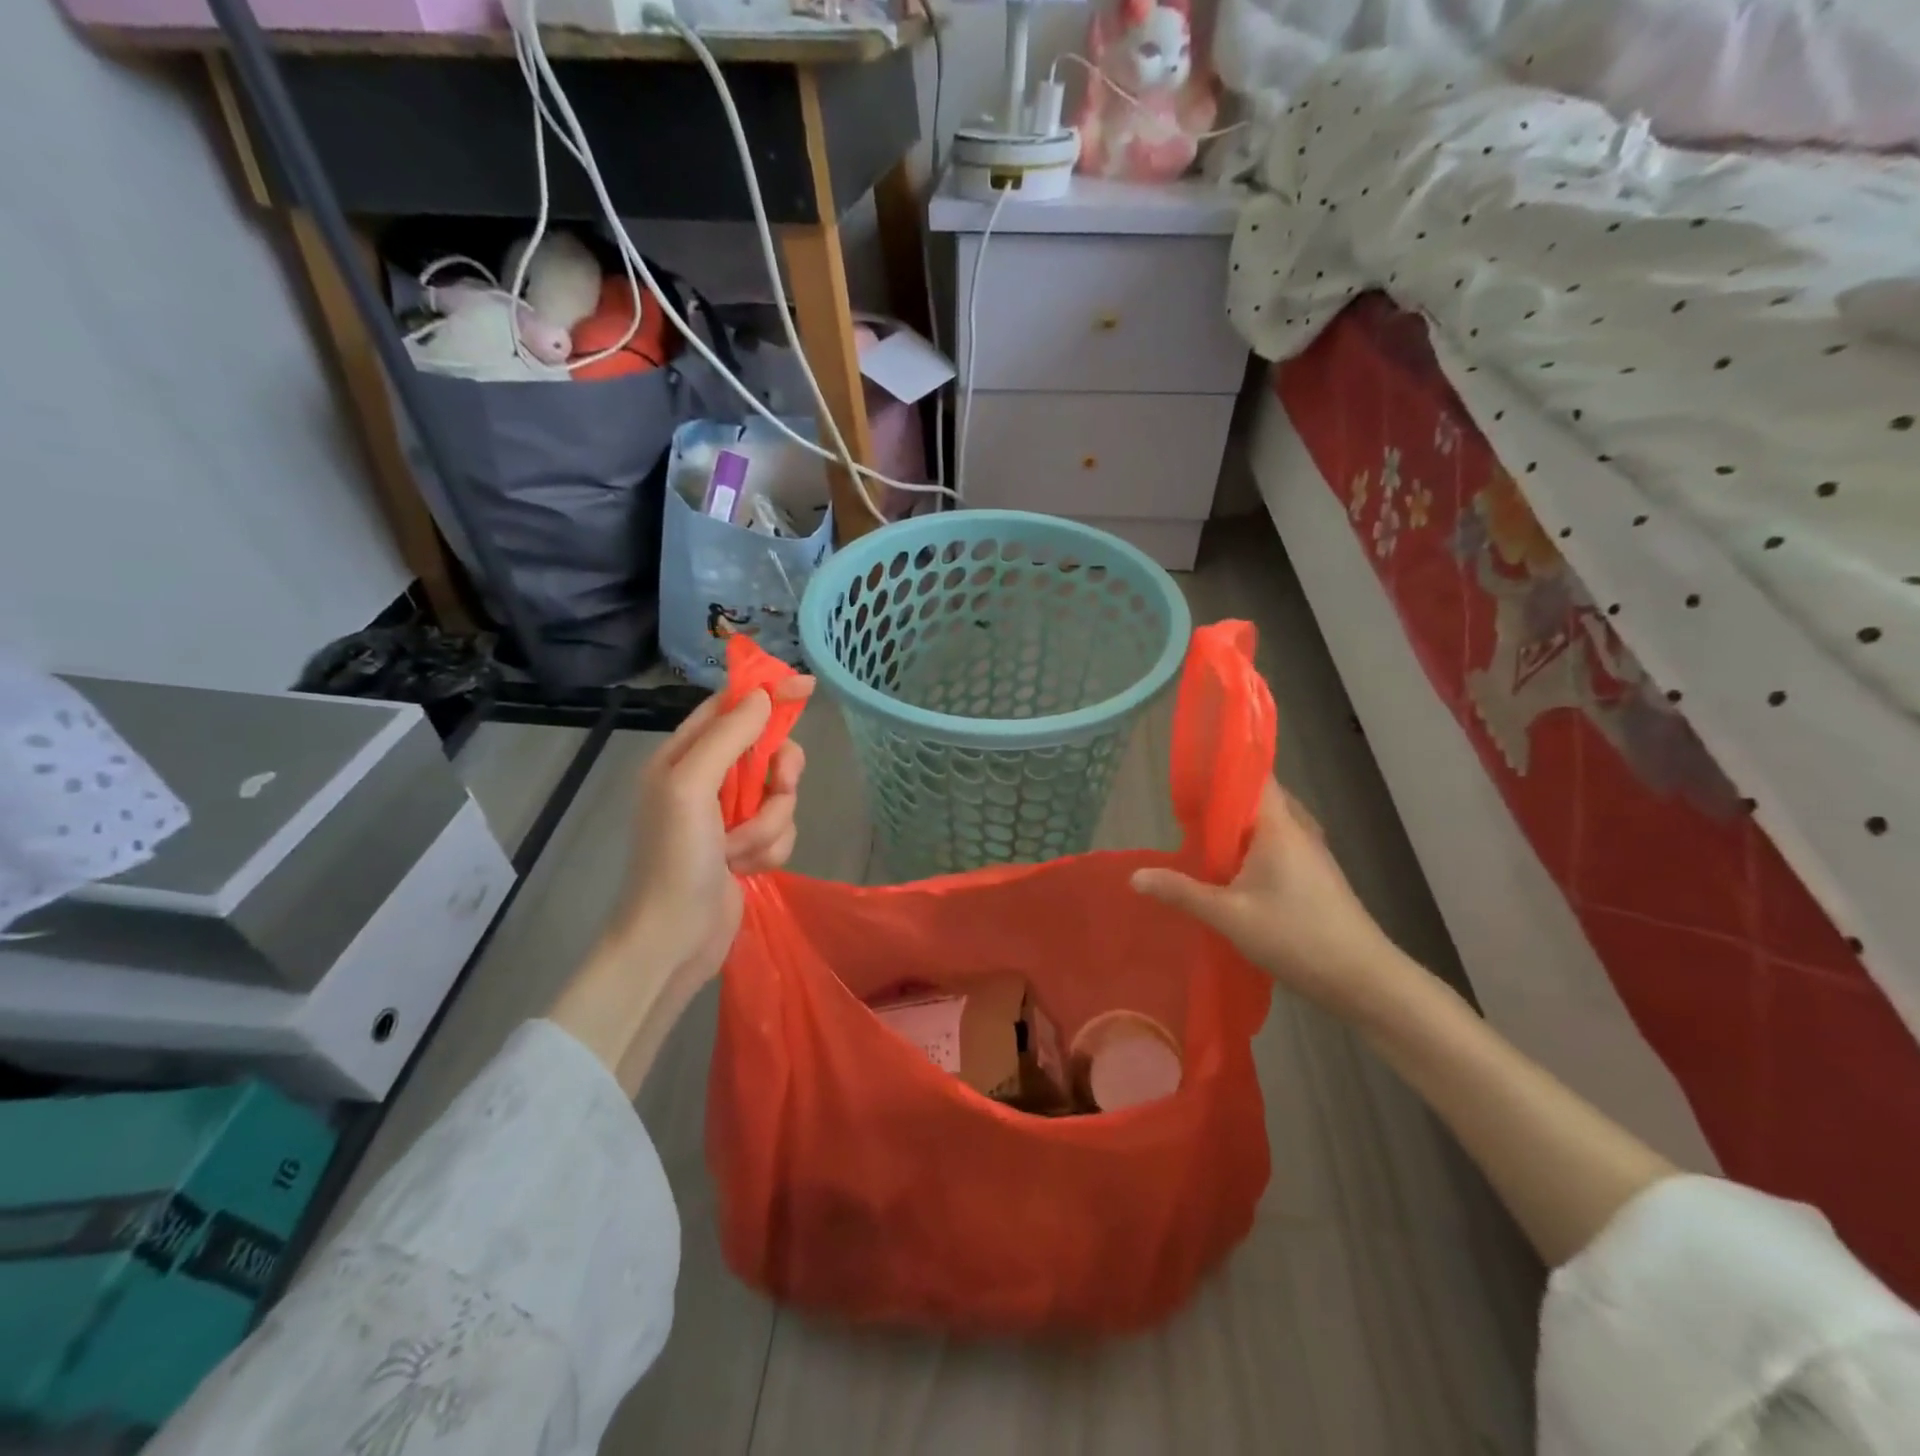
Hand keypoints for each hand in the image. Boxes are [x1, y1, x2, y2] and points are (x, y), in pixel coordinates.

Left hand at [551, 677, 811, 1091]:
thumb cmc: (674, 860)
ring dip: (769, 824)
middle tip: (779, 786)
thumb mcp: (691, 787)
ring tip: (740, 851)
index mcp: (682, 757)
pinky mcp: (746, 847)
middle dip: (778, 775)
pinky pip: (781, 831)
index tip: (806, 687)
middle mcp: (706, 781)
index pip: (730, 708)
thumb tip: (762, 697)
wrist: (673, 940)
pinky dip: (770, 850)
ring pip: (780, 796)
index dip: (767, 693)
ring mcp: (728, 817)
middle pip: (766, 751)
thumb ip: (728, 737)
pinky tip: (746, 870)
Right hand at [1131, 779, 1426, 1027]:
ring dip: (1238, 824)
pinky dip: (1253, 844)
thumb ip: (1181, 892)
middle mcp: (1299, 828)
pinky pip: (1279, 842)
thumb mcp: (1228, 916)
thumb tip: (1136, 876)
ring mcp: (1312, 851)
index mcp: (1279, 826)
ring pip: (1269, 822)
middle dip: (1223, 798)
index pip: (1254, 774)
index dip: (1223, 766)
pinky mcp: (1317, 873)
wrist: (1364, 979)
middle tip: (1185, 808)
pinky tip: (1232, 867)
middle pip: (1259, 797)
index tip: (1190, 770)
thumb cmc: (1296, 937)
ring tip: (1201, 835)